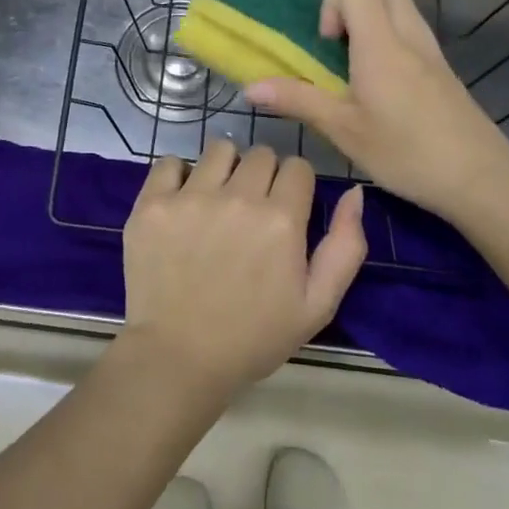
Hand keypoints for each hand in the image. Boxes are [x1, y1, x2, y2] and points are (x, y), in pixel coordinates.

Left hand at [119, 141, 365, 397]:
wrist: (179, 358)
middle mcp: (238, 198)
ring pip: (219, 149)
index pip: (297, 166)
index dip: (294, 185)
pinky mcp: (153, 202)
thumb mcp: (317, 305)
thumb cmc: (253, 336)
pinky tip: (182, 202)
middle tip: (250, 210)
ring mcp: (191, 197)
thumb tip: (354, 192)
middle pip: (260, 153)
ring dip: (224, 168)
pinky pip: (171, 161)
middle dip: (262, 175)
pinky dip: (179, 176)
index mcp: (281, 220)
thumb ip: (345, 246)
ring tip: (216, 201)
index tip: (284, 208)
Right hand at [245, 0, 508, 225]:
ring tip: (359, 69)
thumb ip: (297, 101)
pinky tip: (385, 89)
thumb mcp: (343, 130)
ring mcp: (432, 54)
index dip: (334, 6)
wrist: (481, 179)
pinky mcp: (446, 73)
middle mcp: (408, 38)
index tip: (326, 46)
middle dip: (355, 9)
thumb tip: (250, 88)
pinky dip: (395, 44)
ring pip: (403, 11)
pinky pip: (415, 36)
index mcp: (380, 45)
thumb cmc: (406, 152)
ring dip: (376, 25)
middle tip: (340, 50)